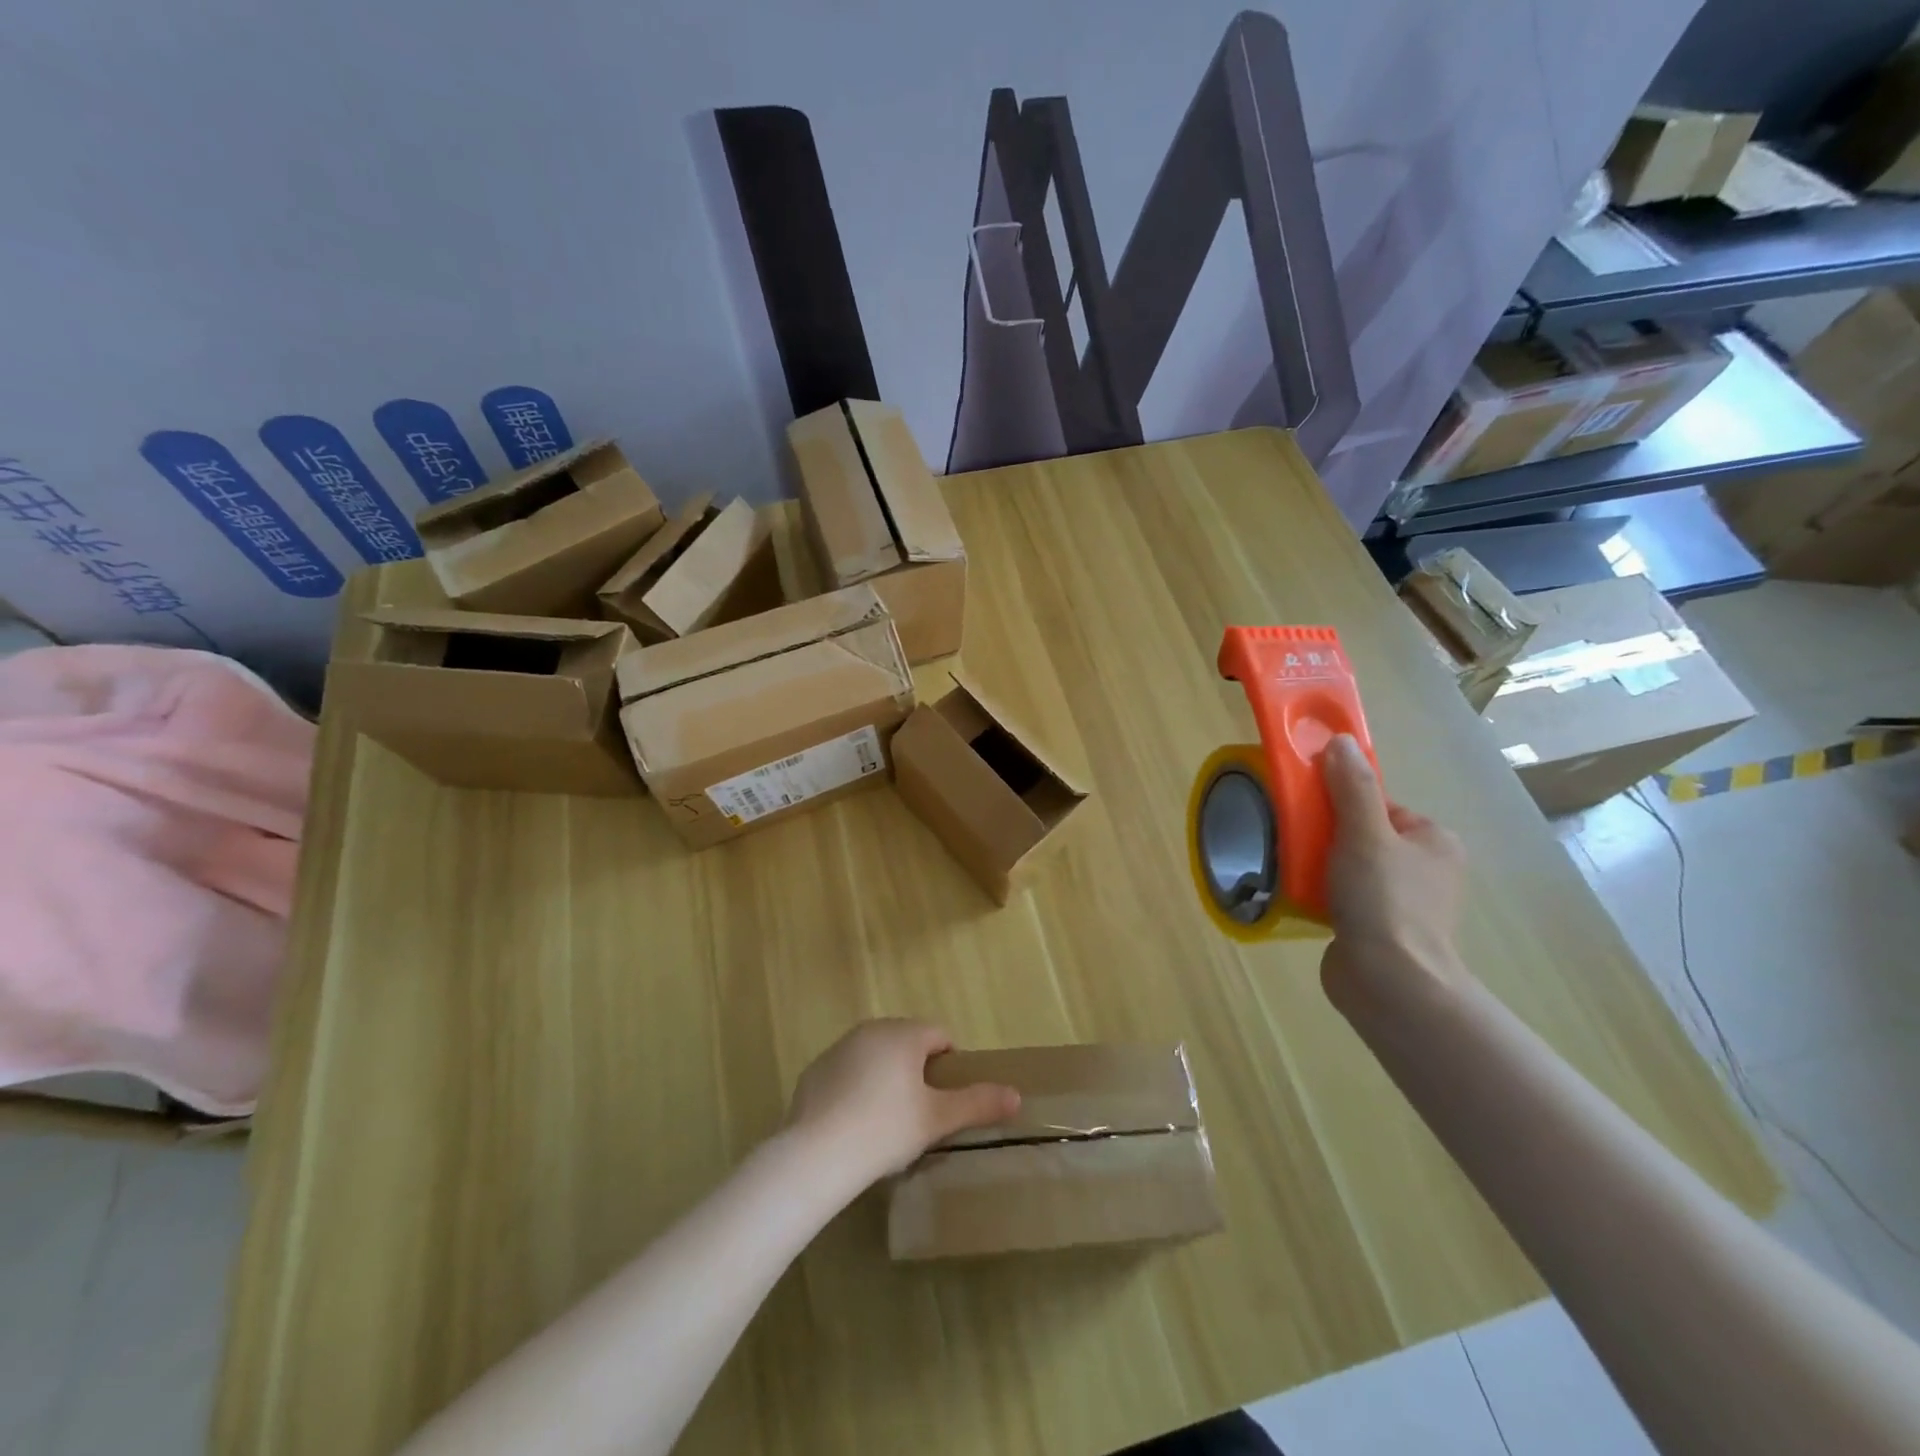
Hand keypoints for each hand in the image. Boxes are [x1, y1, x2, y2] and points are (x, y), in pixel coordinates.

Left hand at [786, 1019, 1020, 1189]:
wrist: (815, 1155)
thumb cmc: (884, 1130)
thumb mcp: (937, 1120)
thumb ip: (978, 1103)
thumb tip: (1016, 1095)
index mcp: (903, 1034)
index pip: (940, 1035)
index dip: (950, 1065)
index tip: (946, 1101)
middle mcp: (871, 1029)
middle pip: (907, 1042)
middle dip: (918, 1071)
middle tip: (920, 1114)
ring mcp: (839, 1048)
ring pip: (876, 1055)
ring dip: (887, 1077)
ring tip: (887, 1122)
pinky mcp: (815, 1070)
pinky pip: (848, 1072)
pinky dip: (856, 1089)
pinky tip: (854, 1125)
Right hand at [1319, 735, 1469, 1005]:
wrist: (1390, 982)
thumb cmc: (1384, 900)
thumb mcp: (1365, 833)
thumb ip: (1352, 787)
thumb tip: (1340, 741)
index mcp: (1434, 841)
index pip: (1379, 806)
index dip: (1342, 805)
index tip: (1312, 814)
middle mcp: (1426, 870)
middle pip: (1362, 835)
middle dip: (1327, 838)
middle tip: (1297, 843)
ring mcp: (1404, 904)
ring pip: (1350, 868)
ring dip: (1321, 868)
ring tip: (1293, 871)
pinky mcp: (1381, 932)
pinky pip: (1345, 899)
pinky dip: (1322, 896)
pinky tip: (1301, 899)